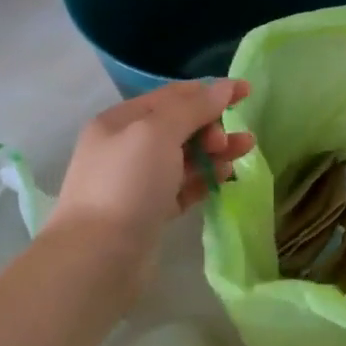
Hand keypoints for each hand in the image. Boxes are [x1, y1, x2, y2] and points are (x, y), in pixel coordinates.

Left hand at [49, 79, 253, 266]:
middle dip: (212, 124)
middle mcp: (126, 147)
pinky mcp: (150, 211)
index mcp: (121, 121)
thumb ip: (194, 108)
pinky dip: (205, 178)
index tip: (246, 92)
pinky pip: (184, 186)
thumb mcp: (158, 133)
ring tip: (244, 151)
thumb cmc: (127, 184)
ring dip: (215, 150)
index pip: (172, 95)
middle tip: (228, 140)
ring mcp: (137, 181)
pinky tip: (226, 177)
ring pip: (185, 156)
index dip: (210, 91)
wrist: (98, 259)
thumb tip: (224, 86)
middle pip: (180, 125)